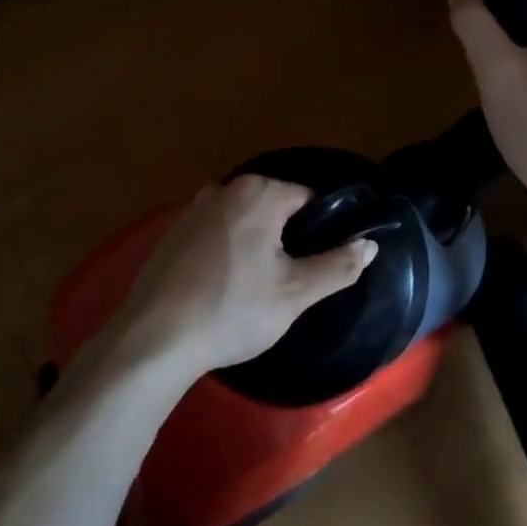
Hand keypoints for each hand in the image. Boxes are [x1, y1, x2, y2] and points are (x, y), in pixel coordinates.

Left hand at [107, 176, 376, 379]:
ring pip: (244, 220)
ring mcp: (194, 208)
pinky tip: (225, 287)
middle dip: (288, 237)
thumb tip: (370, 244)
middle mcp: (225, 188)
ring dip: (258, 244)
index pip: (308, 198)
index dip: (322, 229)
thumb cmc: (233, 310)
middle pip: (275, 206)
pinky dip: (228, 251)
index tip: (323, 262)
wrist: (155, 337)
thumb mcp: (295, 294)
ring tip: (260, 287)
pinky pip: (216, 233)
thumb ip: (338, 266)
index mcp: (259, 192)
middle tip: (292, 281)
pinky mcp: (173, 232)